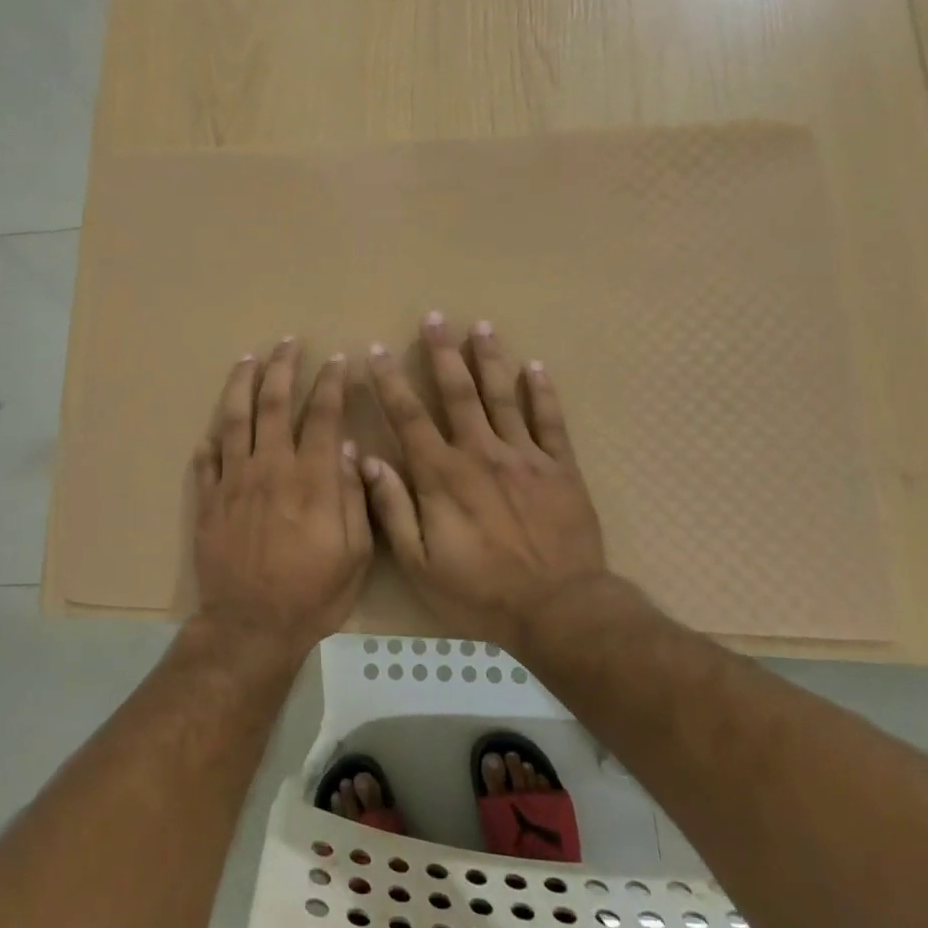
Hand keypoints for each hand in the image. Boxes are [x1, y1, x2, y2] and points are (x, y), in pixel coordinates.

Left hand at [191, 337, 372, 665]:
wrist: (251, 626)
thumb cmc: (312, 593)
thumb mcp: (354, 553)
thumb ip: (352, 496)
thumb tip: (347, 448)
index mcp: (311, 479)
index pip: (322, 415)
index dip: (330, 384)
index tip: (336, 361)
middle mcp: (270, 468)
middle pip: (273, 404)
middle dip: (282, 368)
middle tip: (287, 343)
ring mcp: (233, 482)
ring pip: (235, 419)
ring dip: (242, 385)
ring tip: (247, 359)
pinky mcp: (208, 500)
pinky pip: (207, 459)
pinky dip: (211, 438)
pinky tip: (215, 427)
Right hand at [362, 314, 624, 647]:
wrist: (559, 609)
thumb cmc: (481, 591)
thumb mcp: (420, 564)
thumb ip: (393, 509)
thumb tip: (367, 461)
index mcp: (442, 475)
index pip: (409, 417)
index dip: (390, 382)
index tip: (376, 352)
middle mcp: (481, 453)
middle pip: (458, 392)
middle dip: (443, 353)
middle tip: (434, 318)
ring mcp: (524, 456)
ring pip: (503, 396)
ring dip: (490, 359)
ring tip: (481, 326)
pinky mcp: (560, 468)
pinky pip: (551, 421)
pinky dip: (543, 392)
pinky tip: (537, 367)